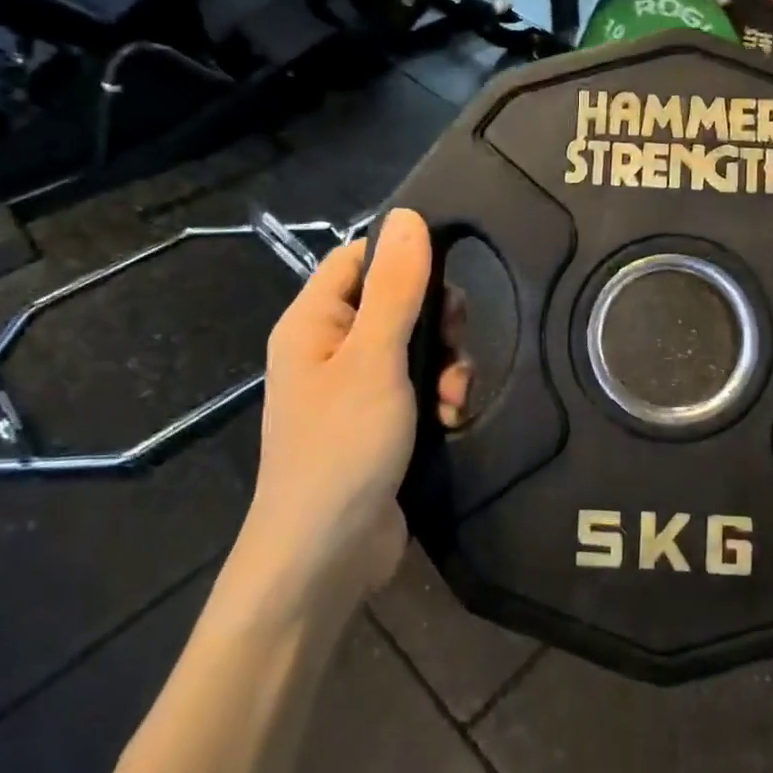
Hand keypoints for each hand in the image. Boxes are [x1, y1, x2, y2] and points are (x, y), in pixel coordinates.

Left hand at [232, 210, 469, 610]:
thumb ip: (396, 288)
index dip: (404, 258)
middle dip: (435, 319)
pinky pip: (415, 389)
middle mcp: (329, 349)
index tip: (450, 274)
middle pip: (392, 303)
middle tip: (459, 339)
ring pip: (412, 348)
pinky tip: (452, 418)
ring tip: (456, 393)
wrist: (325, 556)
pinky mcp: (377, 425)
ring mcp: (353, 390)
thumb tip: (408, 216)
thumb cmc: (342, 446)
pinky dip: (438, 397)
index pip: (358, 258)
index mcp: (313, 322)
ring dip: (444, 364)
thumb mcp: (375, 359)